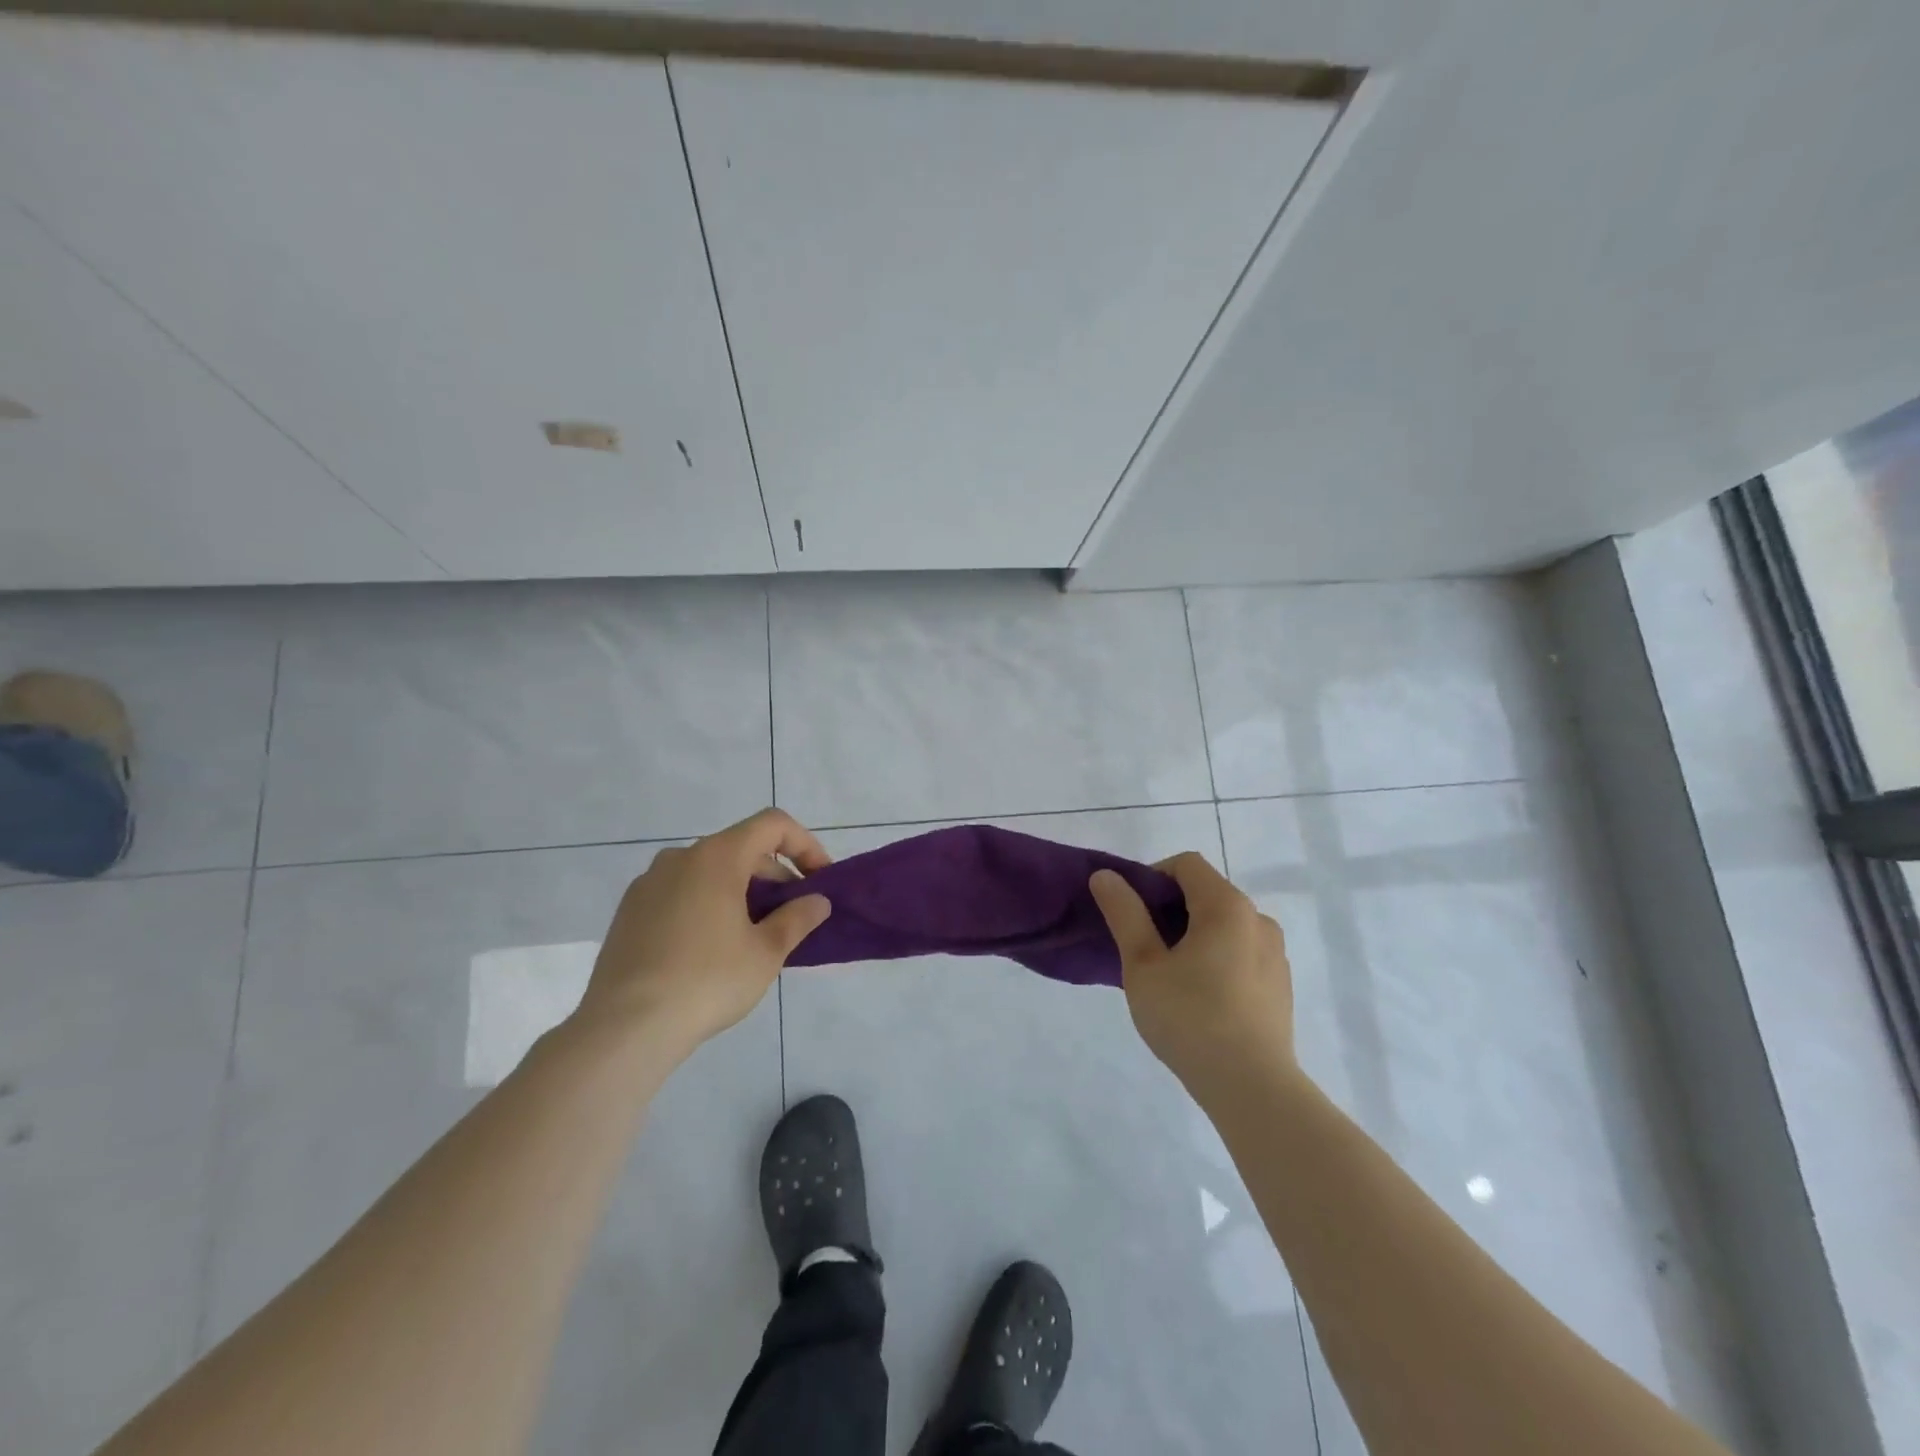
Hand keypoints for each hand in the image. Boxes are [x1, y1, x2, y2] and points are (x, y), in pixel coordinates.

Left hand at [579, 808, 831, 1058]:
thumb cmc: (707, 981)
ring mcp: (649, 883)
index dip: (805, 844)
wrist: (624, 1027)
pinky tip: (711, 949)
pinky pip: (681, 892)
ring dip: (741, 891)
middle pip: (741, 848)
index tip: (819, 881)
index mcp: (717, 856)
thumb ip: (797, 918)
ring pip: (709, 871)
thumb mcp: (766, 952)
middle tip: (792, 916)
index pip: (773, 825)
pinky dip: (707, 904)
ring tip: (753, 935)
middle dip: (774, 875)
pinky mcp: (629, 911)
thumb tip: (817, 901)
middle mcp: (680, 857)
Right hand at [1089, 853, 1294, 1094]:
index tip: (1131, 913)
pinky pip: (1242, 953)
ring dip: (1194, 935)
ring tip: (1169, 977)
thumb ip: (1124, 914)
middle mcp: (1258, 920)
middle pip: (1207, 893)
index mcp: (1227, 906)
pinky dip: (1217, 958)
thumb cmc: (1189, 1018)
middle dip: (1170, 909)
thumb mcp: (1143, 965)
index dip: (1152, 877)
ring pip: (1225, 926)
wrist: (1252, 1088)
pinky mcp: (1280, 985)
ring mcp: (1275, 954)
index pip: (1186, 864)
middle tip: (1142, 948)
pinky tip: (1200, 998)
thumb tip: (1106, 876)